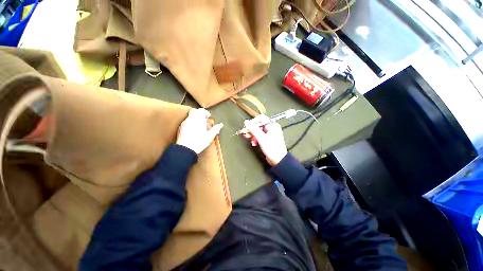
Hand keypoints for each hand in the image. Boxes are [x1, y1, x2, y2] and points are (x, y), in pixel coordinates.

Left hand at [176, 108, 222, 153]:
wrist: (186, 149)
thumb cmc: (199, 142)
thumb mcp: (210, 136)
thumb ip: (216, 129)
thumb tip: (220, 125)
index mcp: (199, 119)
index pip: (201, 110)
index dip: (206, 112)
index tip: (208, 117)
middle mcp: (191, 119)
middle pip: (195, 111)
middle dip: (199, 113)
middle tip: (204, 119)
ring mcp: (185, 122)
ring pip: (190, 116)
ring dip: (195, 117)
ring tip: (199, 125)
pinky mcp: (181, 127)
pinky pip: (186, 121)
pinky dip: (191, 122)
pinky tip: (193, 129)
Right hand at [243, 115, 287, 165]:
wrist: (278, 160)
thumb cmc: (272, 148)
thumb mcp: (261, 138)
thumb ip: (253, 129)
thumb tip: (246, 122)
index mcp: (272, 125)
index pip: (260, 118)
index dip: (253, 122)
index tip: (247, 127)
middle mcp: (271, 128)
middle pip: (258, 125)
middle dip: (252, 130)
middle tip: (247, 134)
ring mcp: (269, 133)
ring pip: (258, 131)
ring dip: (253, 135)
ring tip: (251, 141)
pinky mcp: (267, 139)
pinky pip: (259, 136)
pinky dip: (255, 139)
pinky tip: (254, 143)